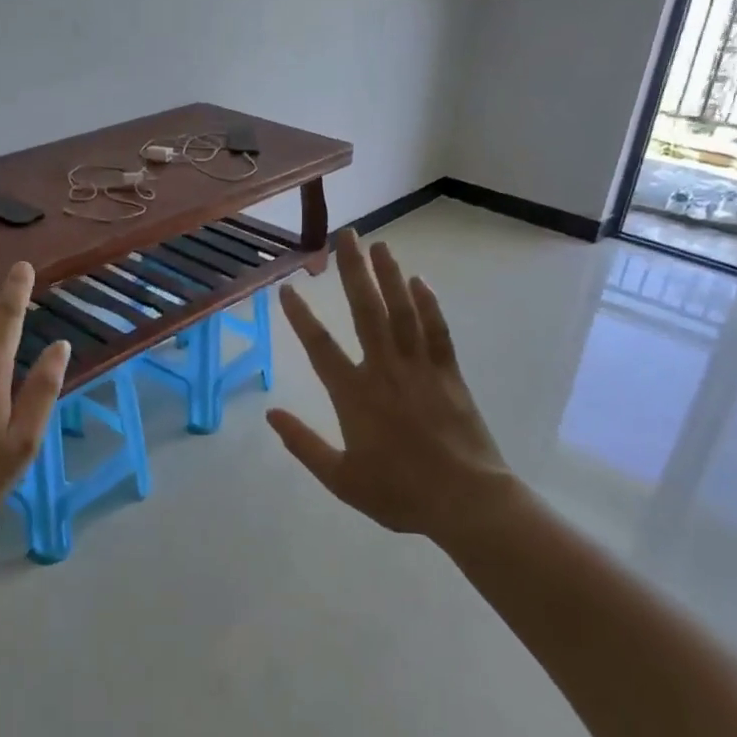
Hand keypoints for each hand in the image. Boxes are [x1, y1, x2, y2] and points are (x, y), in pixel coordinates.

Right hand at [267, 230, 517, 542]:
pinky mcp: (449, 373)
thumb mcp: (340, 479)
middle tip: (345, 235)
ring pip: (402, 311)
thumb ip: (303, 444)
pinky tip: (419, 281)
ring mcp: (420, 368)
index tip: (287, 287)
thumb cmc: (399, 493)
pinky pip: (437, 330)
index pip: (320, 346)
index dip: (301, 316)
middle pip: (366, 311)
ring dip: (389, 276)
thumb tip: (271, 414)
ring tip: (379, 244)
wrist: (465, 501)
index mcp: (354, 395)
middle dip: (353, 271)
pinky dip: (428, 304)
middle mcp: (385, 370)